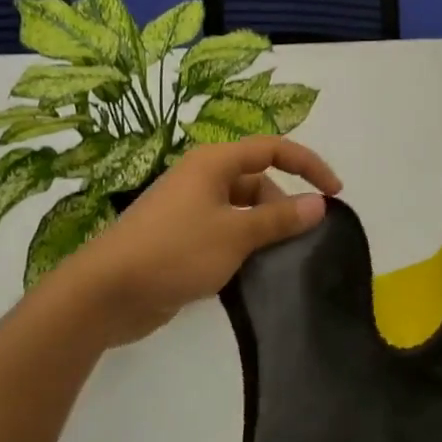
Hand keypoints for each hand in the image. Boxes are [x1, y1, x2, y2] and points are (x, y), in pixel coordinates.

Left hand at [58, 137, 341, 347]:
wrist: (106, 293)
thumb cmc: (174, 251)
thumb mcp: (235, 234)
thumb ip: (279, 219)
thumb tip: (319, 204)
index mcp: (214, 163)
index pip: (273, 149)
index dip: (308, 165)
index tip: (335, 193)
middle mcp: (202, 179)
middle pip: (258, 181)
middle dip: (284, 206)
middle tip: (300, 240)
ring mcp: (190, 210)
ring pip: (242, 210)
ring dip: (264, 230)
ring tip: (281, 260)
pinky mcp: (182, 239)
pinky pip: (226, 233)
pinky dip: (244, 246)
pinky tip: (254, 272)